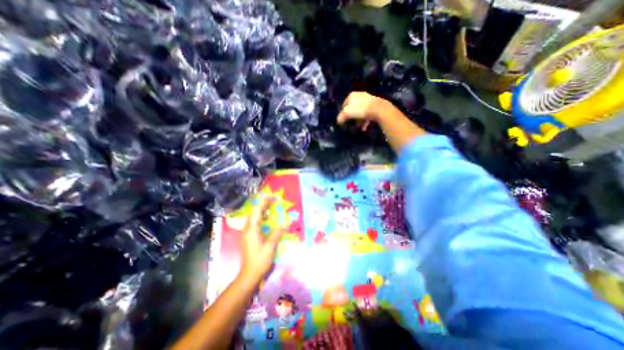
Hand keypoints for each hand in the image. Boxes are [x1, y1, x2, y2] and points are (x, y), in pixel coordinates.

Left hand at [239, 196, 284, 282]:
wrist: (249, 275)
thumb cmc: (260, 260)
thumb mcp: (270, 246)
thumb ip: (278, 232)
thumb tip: (287, 220)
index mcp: (251, 229)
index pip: (257, 211)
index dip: (264, 202)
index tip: (273, 198)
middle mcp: (247, 229)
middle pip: (254, 212)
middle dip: (263, 205)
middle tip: (274, 202)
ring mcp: (246, 234)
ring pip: (253, 218)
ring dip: (262, 211)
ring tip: (272, 208)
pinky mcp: (248, 238)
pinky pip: (254, 224)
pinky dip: (261, 219)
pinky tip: (267, 221)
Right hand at [339, 91, 388, 129]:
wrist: (378, 109)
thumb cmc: (360, 110)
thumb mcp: (347, 113)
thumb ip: (341, 117)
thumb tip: (338, 121)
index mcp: (352, 96)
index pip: (344, 105)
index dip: (343, 113)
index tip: (344, 120)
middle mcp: (360, 96)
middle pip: (353, 109)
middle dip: (352, 117)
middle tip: (351, 124)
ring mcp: (368, 100)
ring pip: (360, 112)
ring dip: (359, 120)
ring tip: (358, 127)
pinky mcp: (375, 106)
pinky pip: (367, 114)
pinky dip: (365, 120)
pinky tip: (364, 127)